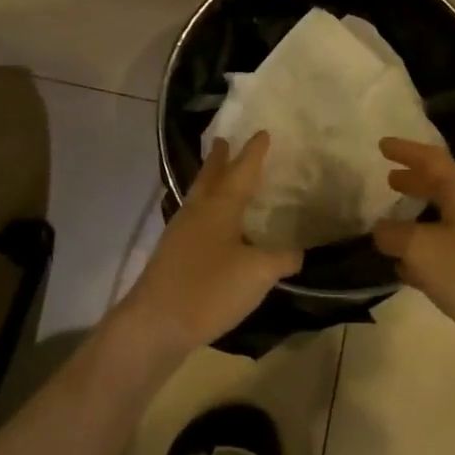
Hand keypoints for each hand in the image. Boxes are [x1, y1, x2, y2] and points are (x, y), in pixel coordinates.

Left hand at [109, 133, 302, 369]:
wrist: (156, 322)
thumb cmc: (210, 288)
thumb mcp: (257, 274)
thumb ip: (281, 259)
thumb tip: (298, 252)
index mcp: (220, 207)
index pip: (242, 171)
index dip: (254, 153)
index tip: (262, 132)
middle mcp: (198, 212)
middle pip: (210, 177)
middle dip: (219, 159)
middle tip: (223, 140)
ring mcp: (180, 232)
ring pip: (198, 196)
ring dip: (209, 181)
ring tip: (217, 175)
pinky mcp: (172, 253)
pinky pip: (193, 218)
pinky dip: (205, 210)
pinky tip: (210, 224)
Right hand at [372, 138, 454, 366]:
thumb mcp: (419, 247)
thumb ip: (392, 234)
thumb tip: (382, 232)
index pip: (432, 160)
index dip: (406, 150)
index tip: (382, 145)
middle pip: (440, 187)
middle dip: (413, 182)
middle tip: (388, 179)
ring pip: (441, 220)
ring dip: (416, 218)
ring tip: (390, 224)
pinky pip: (445, 250)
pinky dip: (423, 250)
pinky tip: (404, 267)